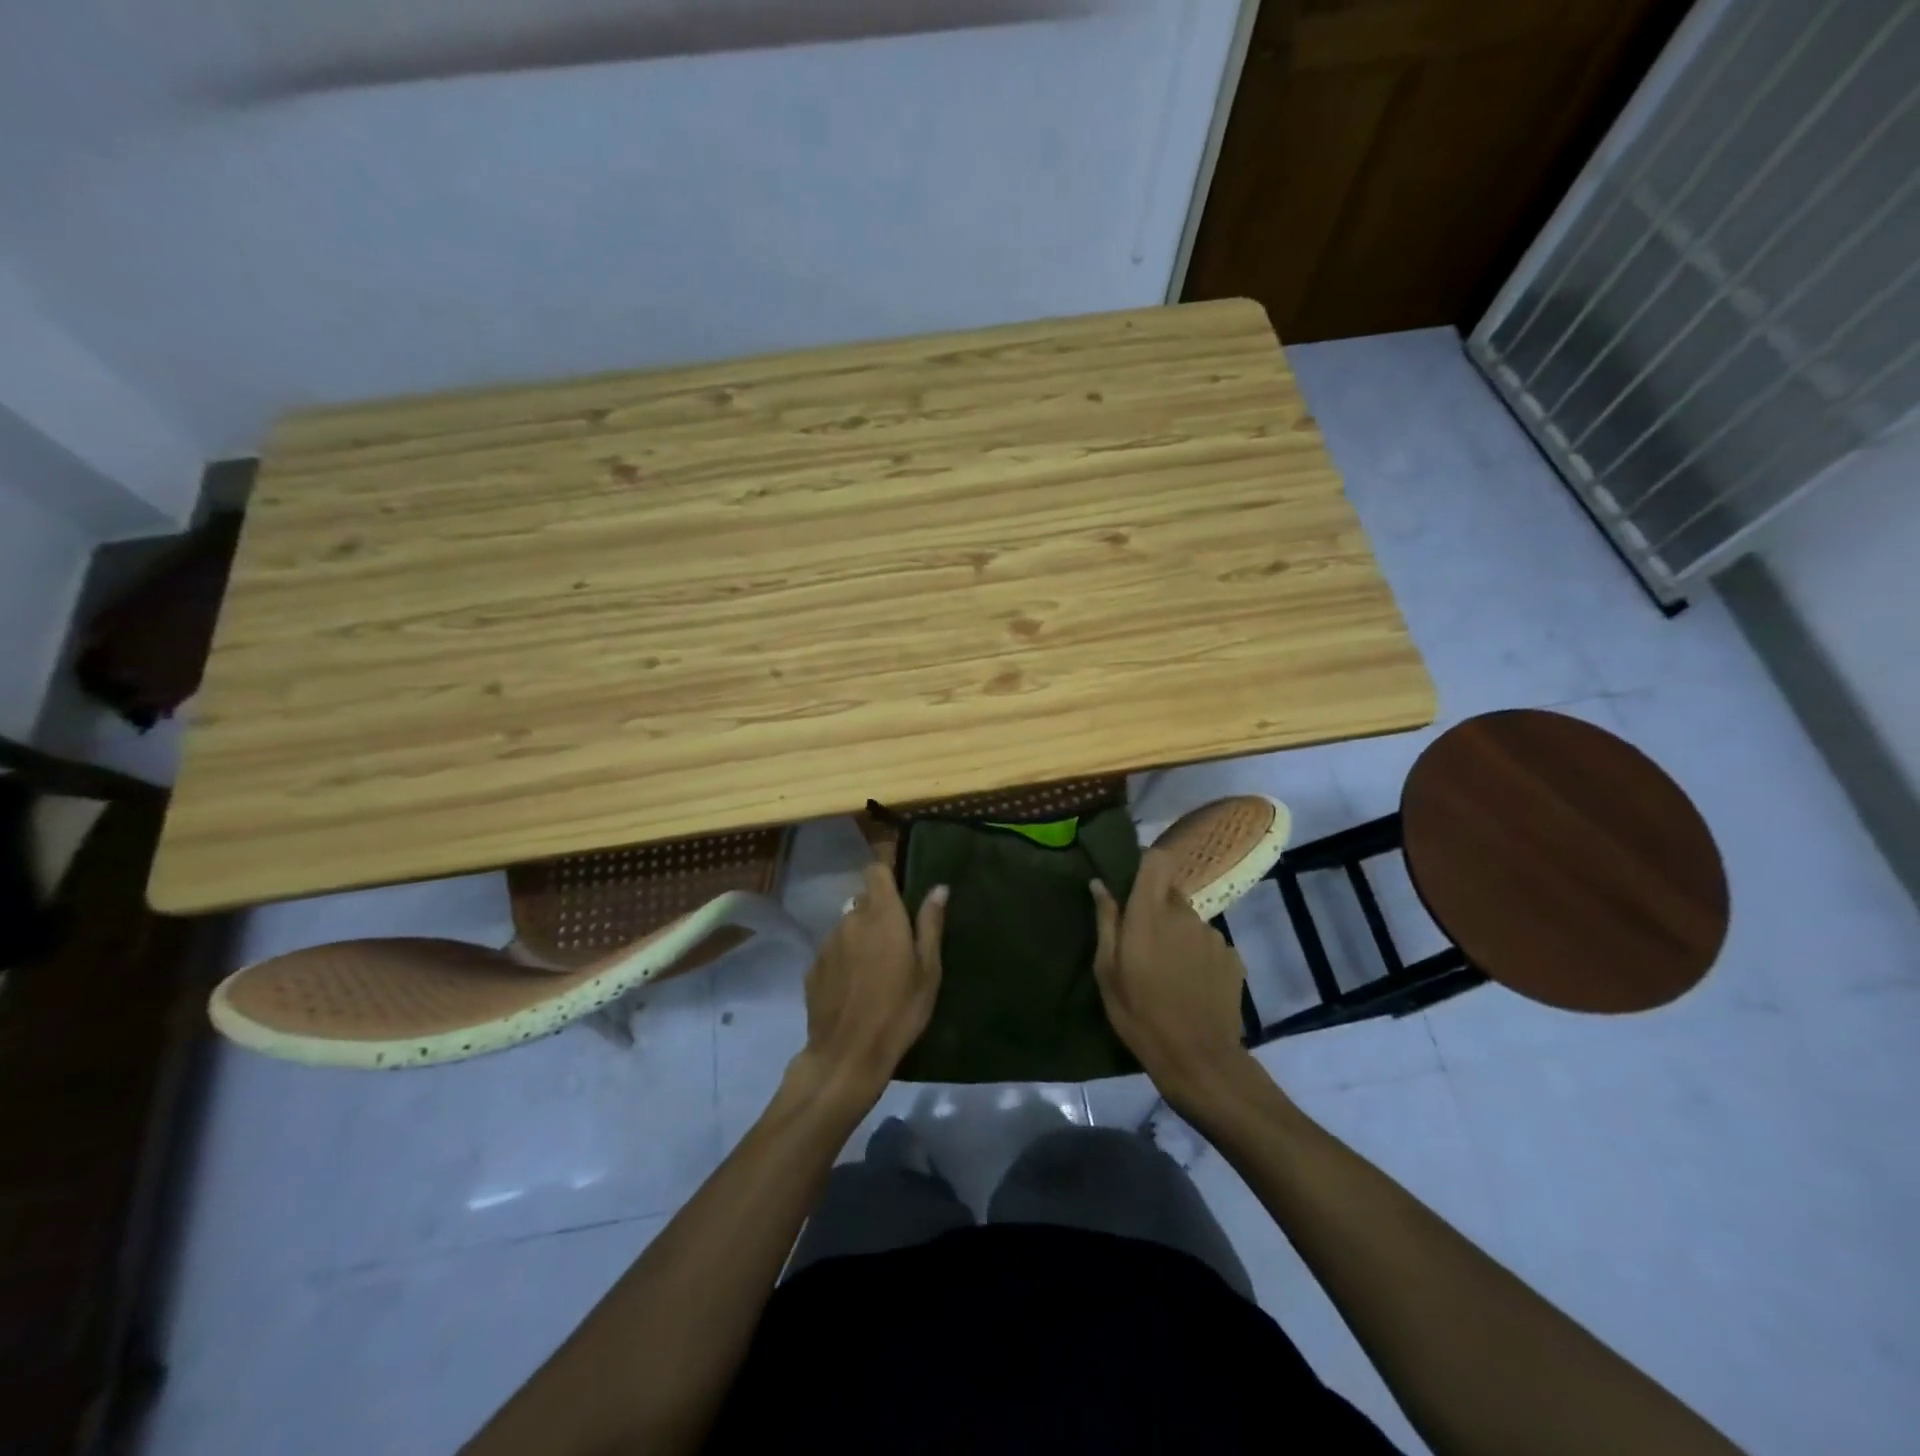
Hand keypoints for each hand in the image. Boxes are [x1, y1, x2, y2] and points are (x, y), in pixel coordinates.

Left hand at [794, 863, 945, 1104]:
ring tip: (874, 972)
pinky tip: (854, 989)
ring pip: (847, 927)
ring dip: (860, 939)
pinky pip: (833, 952)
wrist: (847, 1055)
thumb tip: (939, 888)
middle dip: (878, 915)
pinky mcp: (813, 968)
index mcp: (882, 915)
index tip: (900, 896)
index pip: (875, 871)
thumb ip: (930, 925)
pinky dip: (844, 961)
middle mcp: (850, 920)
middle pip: (863, 902)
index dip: (887, 877)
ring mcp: (827, 943)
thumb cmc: (899, 1010)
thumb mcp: (928, 971)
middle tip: (896, 946)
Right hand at [1091, 847, 1253, 1105]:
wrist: (1198, 1060)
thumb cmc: (1140, 1014)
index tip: (1132, 881)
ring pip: (1189, 921)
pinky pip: (1209, 944)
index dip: (1146, 863)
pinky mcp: (1233, 957)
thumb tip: (1099, 883)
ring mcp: (1214, 935)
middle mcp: (1185, 914)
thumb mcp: (1107, 971)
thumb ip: (1106, 921)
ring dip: (1178, 935)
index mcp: (1150, 913)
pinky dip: (1198, 956)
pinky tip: (1191, 985)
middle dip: (1156, 909)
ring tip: (1168, 971)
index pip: (1157, 860)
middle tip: (1143, 944)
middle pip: (1170, 893)